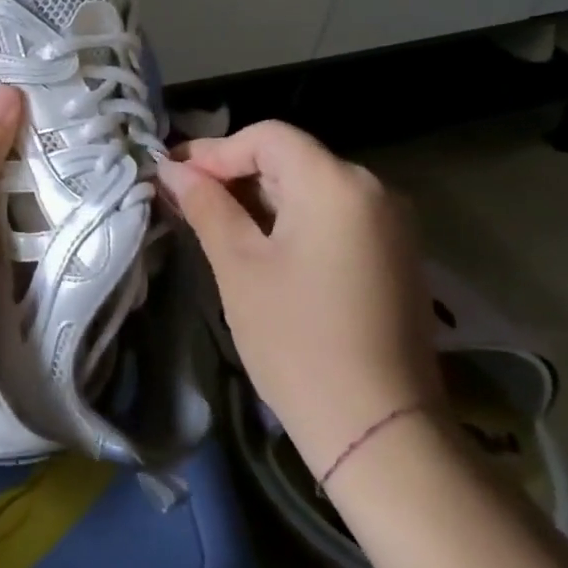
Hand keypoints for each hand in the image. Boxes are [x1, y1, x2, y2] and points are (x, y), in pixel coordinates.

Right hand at [155, 121, 441, 478]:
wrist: (378, 430)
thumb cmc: (296, 339)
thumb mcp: (238, 266)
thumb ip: (206, 206)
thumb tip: (173, 170)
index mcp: (335, 183)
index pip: (267, 137)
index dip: (214, 151)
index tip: (173, 176)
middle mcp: (374, 190)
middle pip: (291, 159)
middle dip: (234, 173)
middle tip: (185, 200)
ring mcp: (392, 225)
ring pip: (310, 188)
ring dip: (259, 198)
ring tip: (213, 223)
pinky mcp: (395, 256)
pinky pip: (333, 217)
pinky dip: (291, 220)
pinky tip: (259, 247)